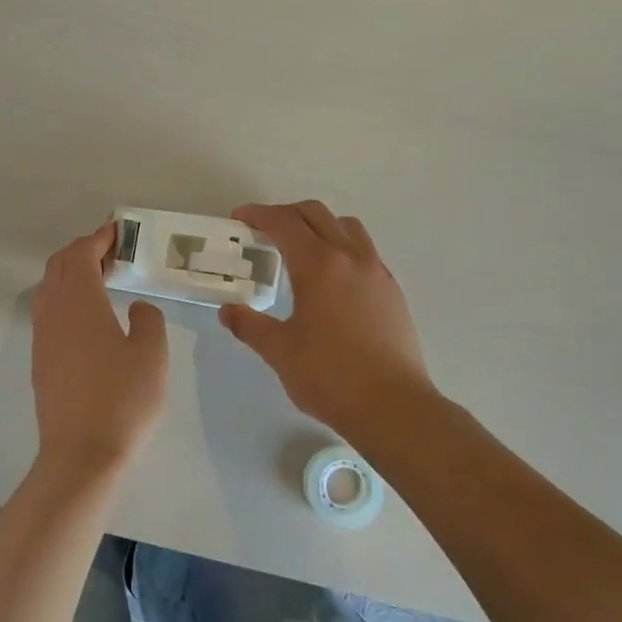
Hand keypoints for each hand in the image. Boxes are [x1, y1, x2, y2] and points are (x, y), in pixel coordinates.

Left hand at [31, 222, 169, 469]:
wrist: (81, 454)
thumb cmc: (122, 400)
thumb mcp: (152, 354)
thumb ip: (148, 319)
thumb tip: (136, 307)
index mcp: (80, 302)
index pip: (82, 254)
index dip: (99, 238)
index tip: (118, 231)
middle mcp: (53, 311)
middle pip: (60, 265)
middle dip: (84, 250)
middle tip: (113, 253)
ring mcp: (42, 336)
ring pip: (50, 287)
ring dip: (73, 273)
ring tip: (103, 279)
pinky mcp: (40, 359)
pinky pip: (49, 310)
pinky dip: (66, 296)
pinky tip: (89, 315)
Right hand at [220, 202, 440, 441]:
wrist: (393, 407)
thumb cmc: (330, 376)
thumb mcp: (279, 351)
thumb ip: (250, 325)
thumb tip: (228, 312)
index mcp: (319, 265)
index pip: (284, 223)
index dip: (258, 214)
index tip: (239, 218)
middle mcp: (350, 257)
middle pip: (316, 214)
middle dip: (286, 214)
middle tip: (263, 231)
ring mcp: (377, 272)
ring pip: (346, 227)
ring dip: (319, 225)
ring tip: (300, 249)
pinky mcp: (392, 291)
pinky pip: (364, 250)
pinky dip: (341, 247)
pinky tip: (330, 279)